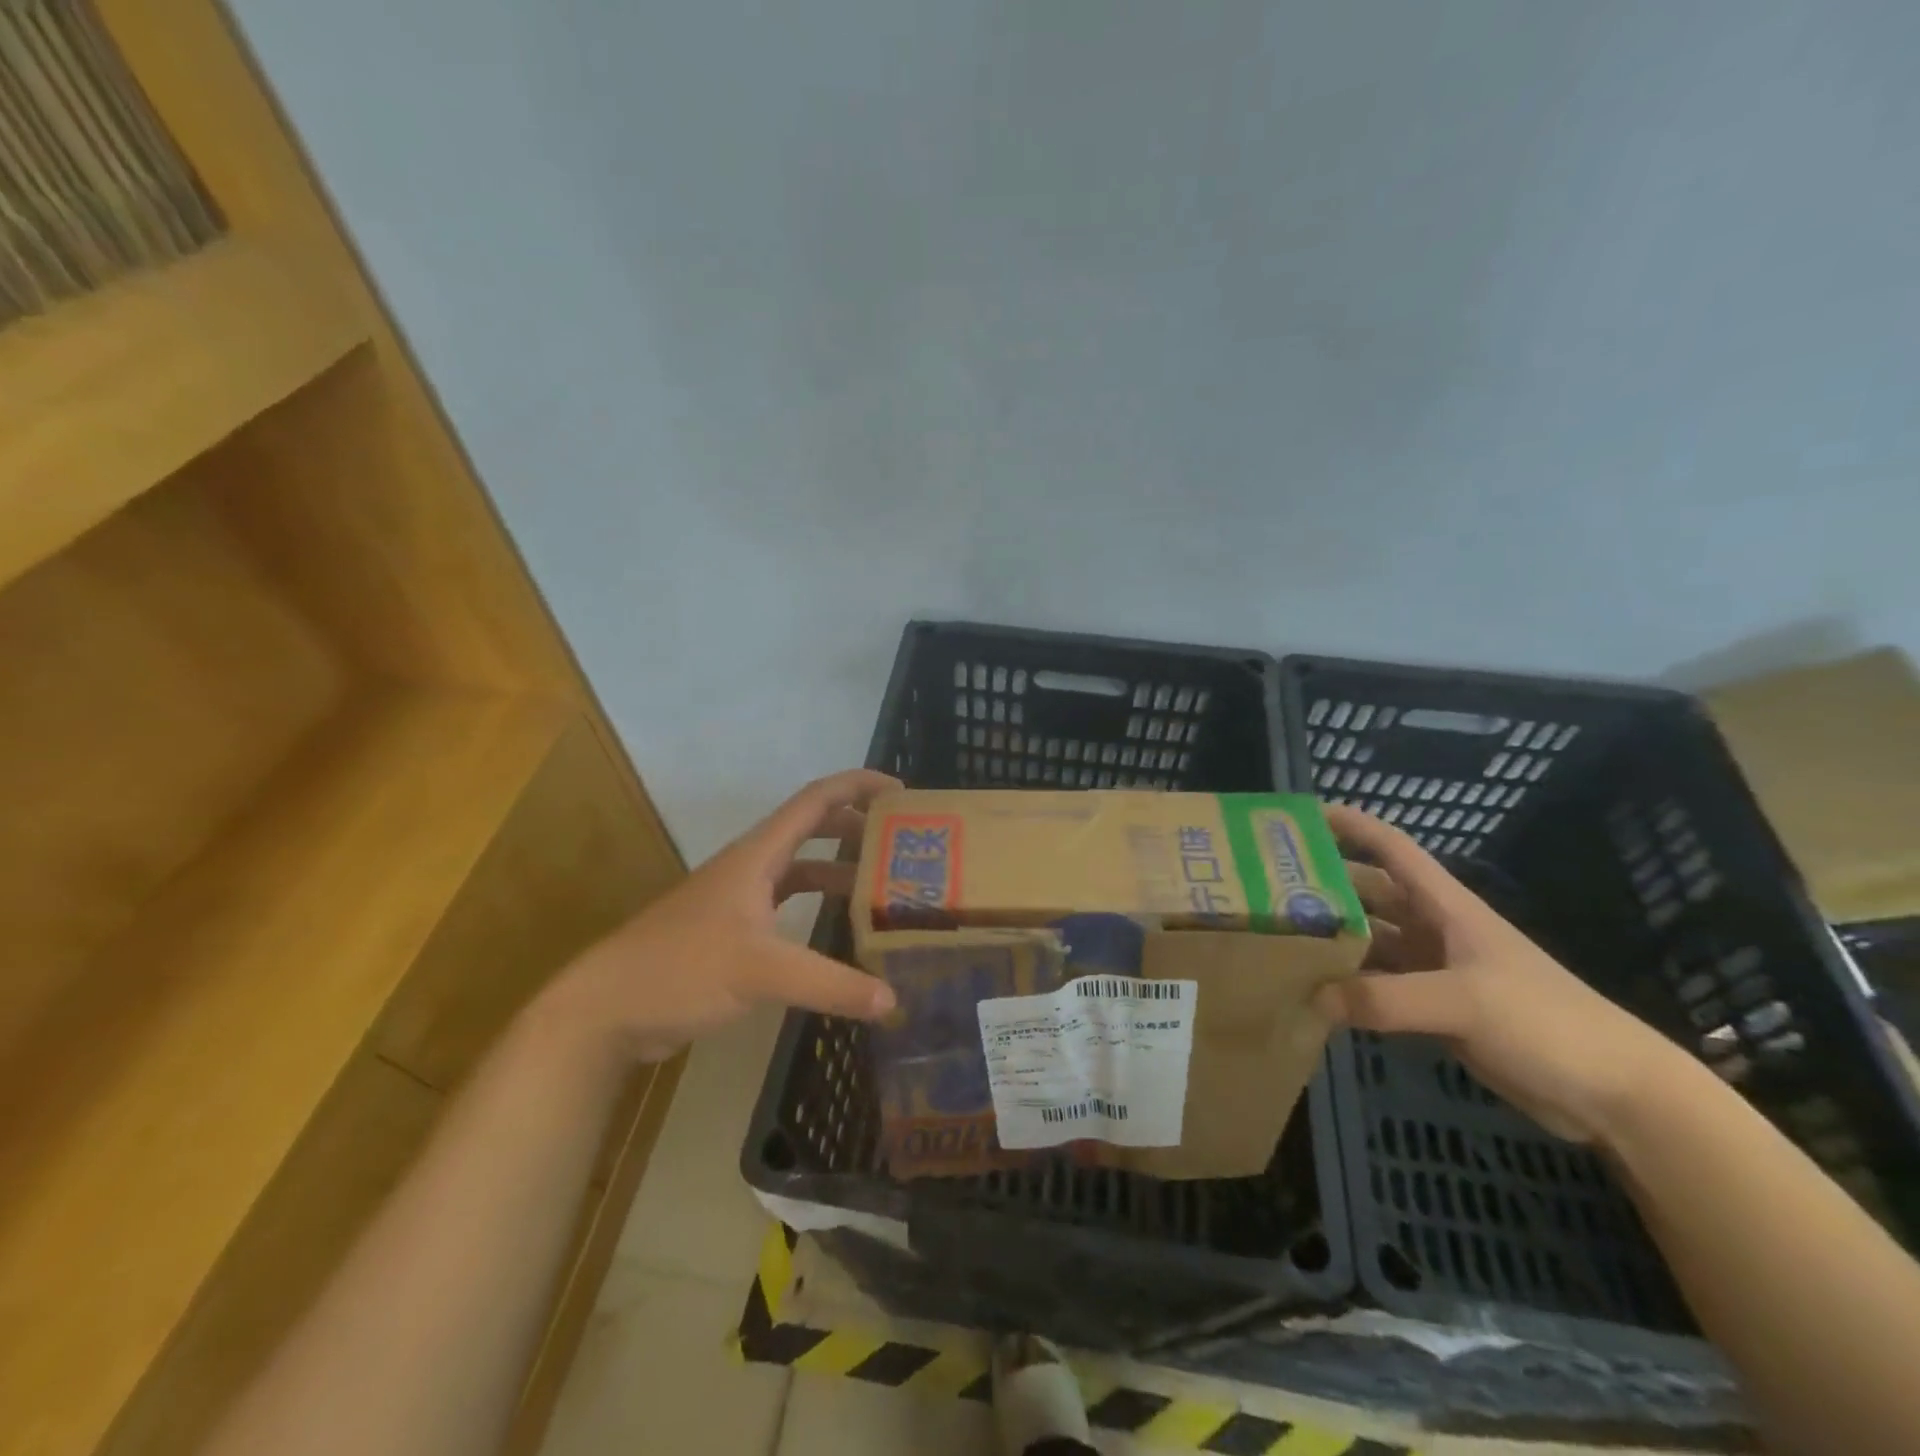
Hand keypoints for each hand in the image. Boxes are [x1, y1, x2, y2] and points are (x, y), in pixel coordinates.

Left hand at [544, 769, 900, 1065]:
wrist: (605, 1010)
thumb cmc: (681, 969)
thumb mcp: (761, 972)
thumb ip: (829, 984)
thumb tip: (892, 1000)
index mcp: (757, 855)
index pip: (816, 800)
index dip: (858, 786)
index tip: (902, 793)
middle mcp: (751, 867)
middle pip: (812, 829)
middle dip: (857, 828)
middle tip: (902, 844)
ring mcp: (739, 900)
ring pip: (800, 870)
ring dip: (839, 871)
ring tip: (883, 886)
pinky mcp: (732, 932)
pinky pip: (786, 906)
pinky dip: (816, 909)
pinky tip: (838, 932)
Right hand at [1314, 804, 1686, 1144]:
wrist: (1614, 1094)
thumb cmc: (1545, 1022)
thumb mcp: (1463, 1002)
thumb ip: (1386, 999)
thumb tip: (1313, 997)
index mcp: (1446, 908)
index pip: (1393, 849)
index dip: (1352, 826)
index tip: (1303, 816)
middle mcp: (1434, 930)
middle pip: (1369, 894)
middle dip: (1325, 886)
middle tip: (1268, 888)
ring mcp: (1435, 970)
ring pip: (1370, 942)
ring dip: (1332, 940)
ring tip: (1278, 939)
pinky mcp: (1435, 1009)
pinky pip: (1378, 987)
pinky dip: (1348, 987)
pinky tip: (1313, 994)